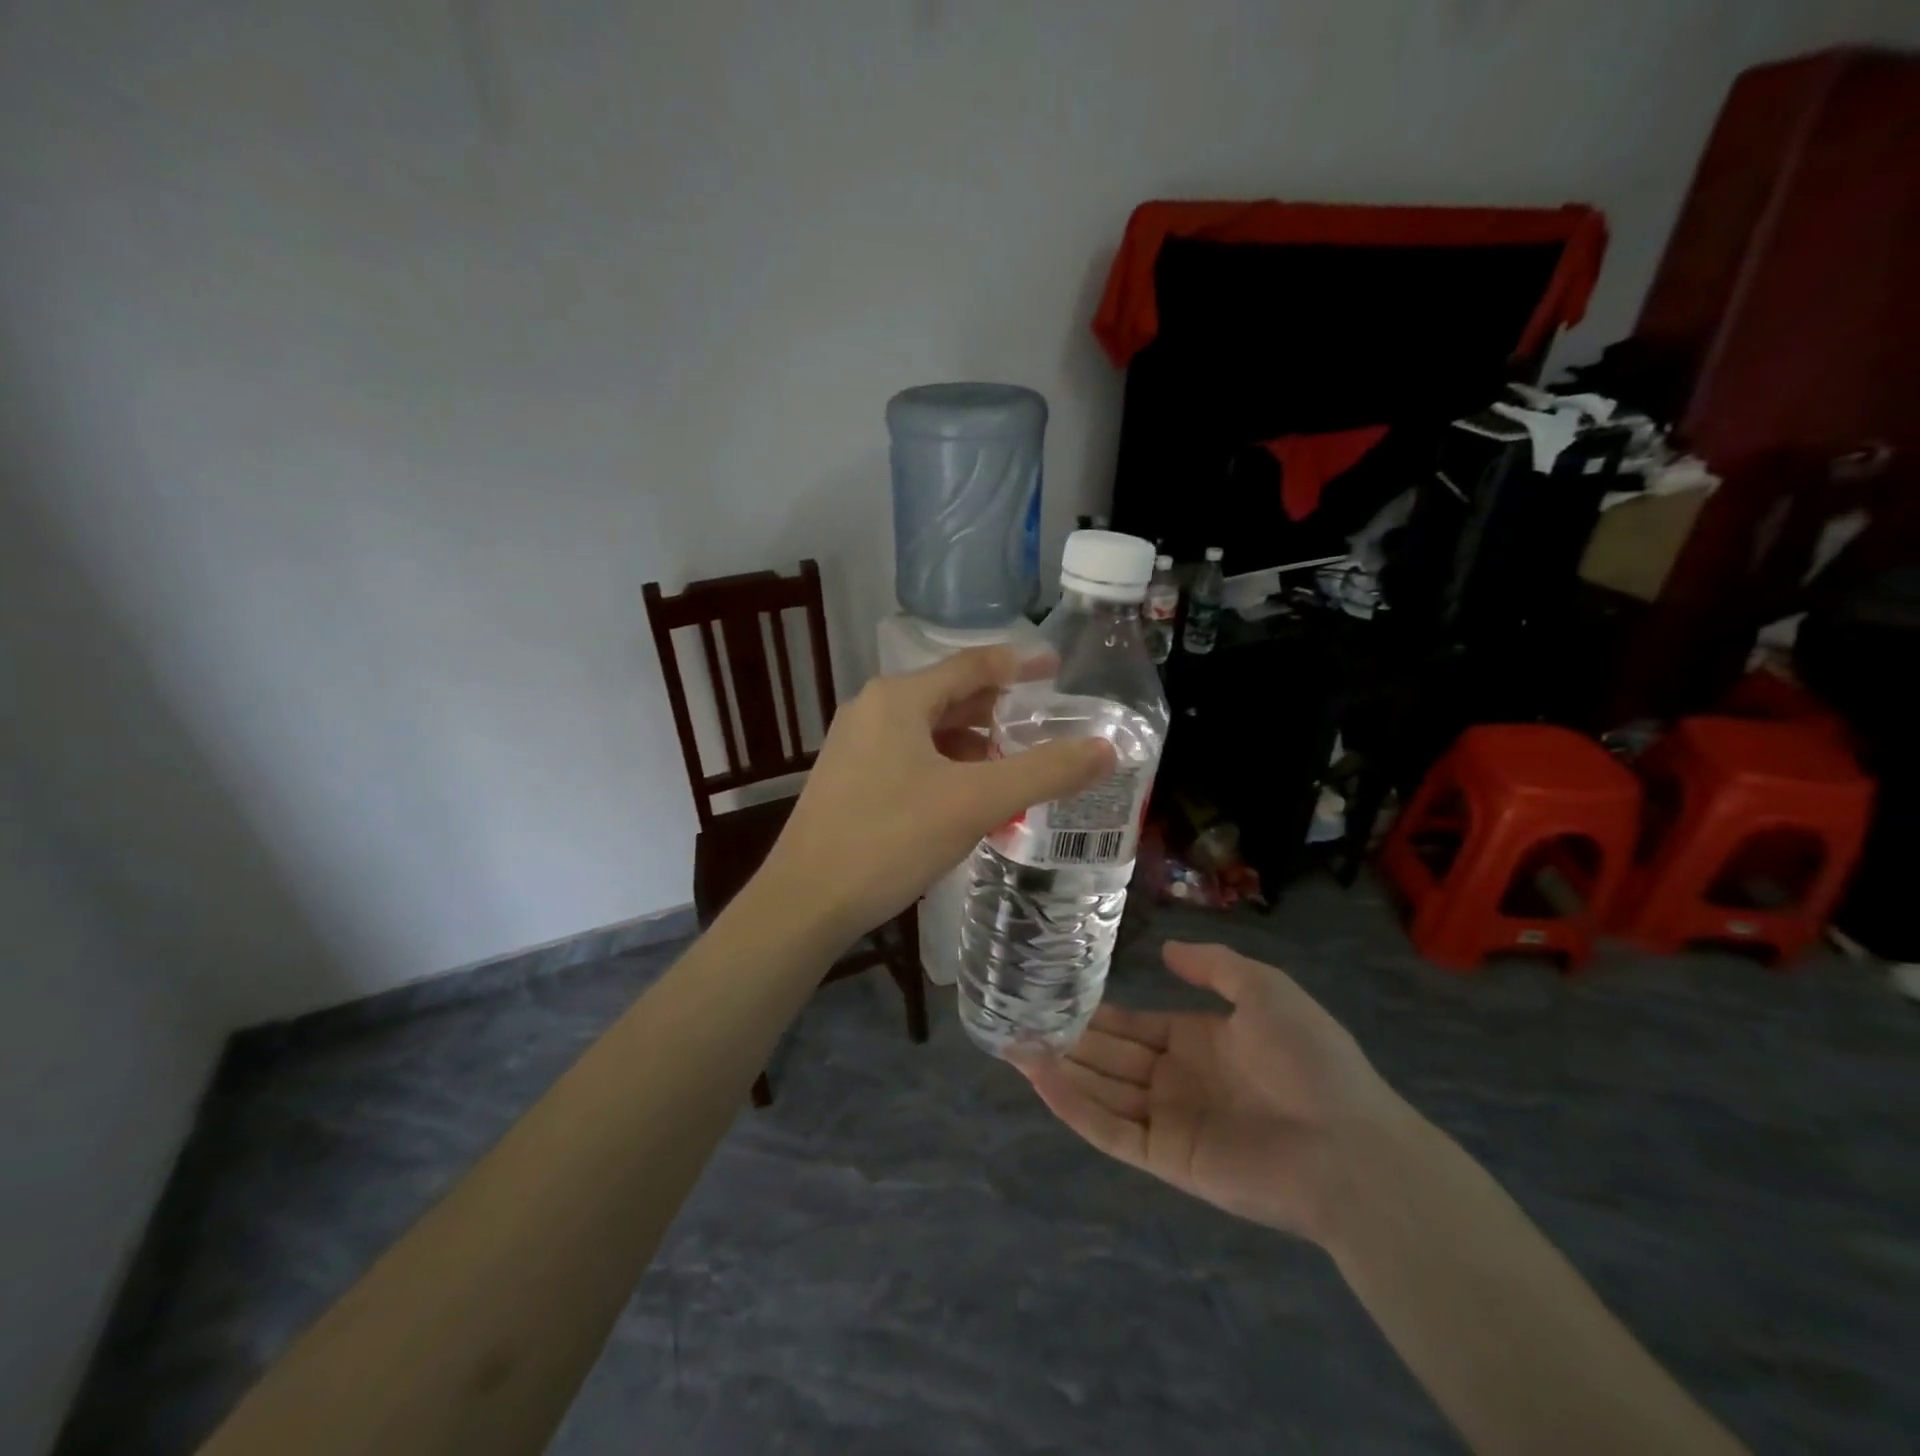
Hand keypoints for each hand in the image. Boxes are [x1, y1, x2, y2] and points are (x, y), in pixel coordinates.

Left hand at [758, 646, 1114, 944]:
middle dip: (999, 713)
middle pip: (951, 697)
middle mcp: (873, 709)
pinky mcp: (849, 779)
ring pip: (929, 731)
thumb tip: (1107, 749)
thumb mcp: (976, 803)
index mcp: (899, 698)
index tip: (1057, 668)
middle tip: (1044, 728)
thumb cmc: (890, 840)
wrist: (804, 902)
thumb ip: (1044, 772)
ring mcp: (855, 745)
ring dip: (973, 746)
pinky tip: (966, 800)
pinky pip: (909, 758)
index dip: (1020, 664)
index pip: (974, 664)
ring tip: (1012, 770)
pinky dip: (945, 768)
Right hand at [1018, 942, 1417, 1243]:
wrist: (1350, 1146)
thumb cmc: (1310, 1059)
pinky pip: (1110, 1129)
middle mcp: (1176, 1079)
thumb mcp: (1264, 989)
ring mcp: (1168, 1120)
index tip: (1053, 992)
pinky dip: (1073, 1106)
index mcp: (1197, 1041)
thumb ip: (1213, 965)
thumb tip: (1165, 947)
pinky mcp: (1165, 1157)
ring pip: (1100, 1089)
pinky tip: (1040, 1077)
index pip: (1133, 1025)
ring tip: (1011, 1043)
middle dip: (1066, 1038)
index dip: (1096, 1012)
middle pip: (1108, 1056)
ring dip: (1058, 1068)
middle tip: (1016, 1017)